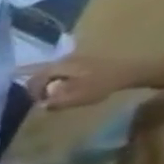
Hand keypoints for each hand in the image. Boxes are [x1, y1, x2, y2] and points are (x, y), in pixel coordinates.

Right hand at [21, 54, 143, 111]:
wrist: (131, 71)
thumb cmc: (101, 84)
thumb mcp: (76, 97)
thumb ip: (55, 102)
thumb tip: (42, 105)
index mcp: (59, 67)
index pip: (34, 79)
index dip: (32, 92)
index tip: (40, 103)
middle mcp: (63, 60)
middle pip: (40, 73)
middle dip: (37, 87)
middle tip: (43, 100)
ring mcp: (74, 59)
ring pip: (51, 72)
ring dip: (47, 83)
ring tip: (52, 94)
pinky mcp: (83, 61)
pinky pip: (61, 71)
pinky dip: (57, 79)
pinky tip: (62, 86)